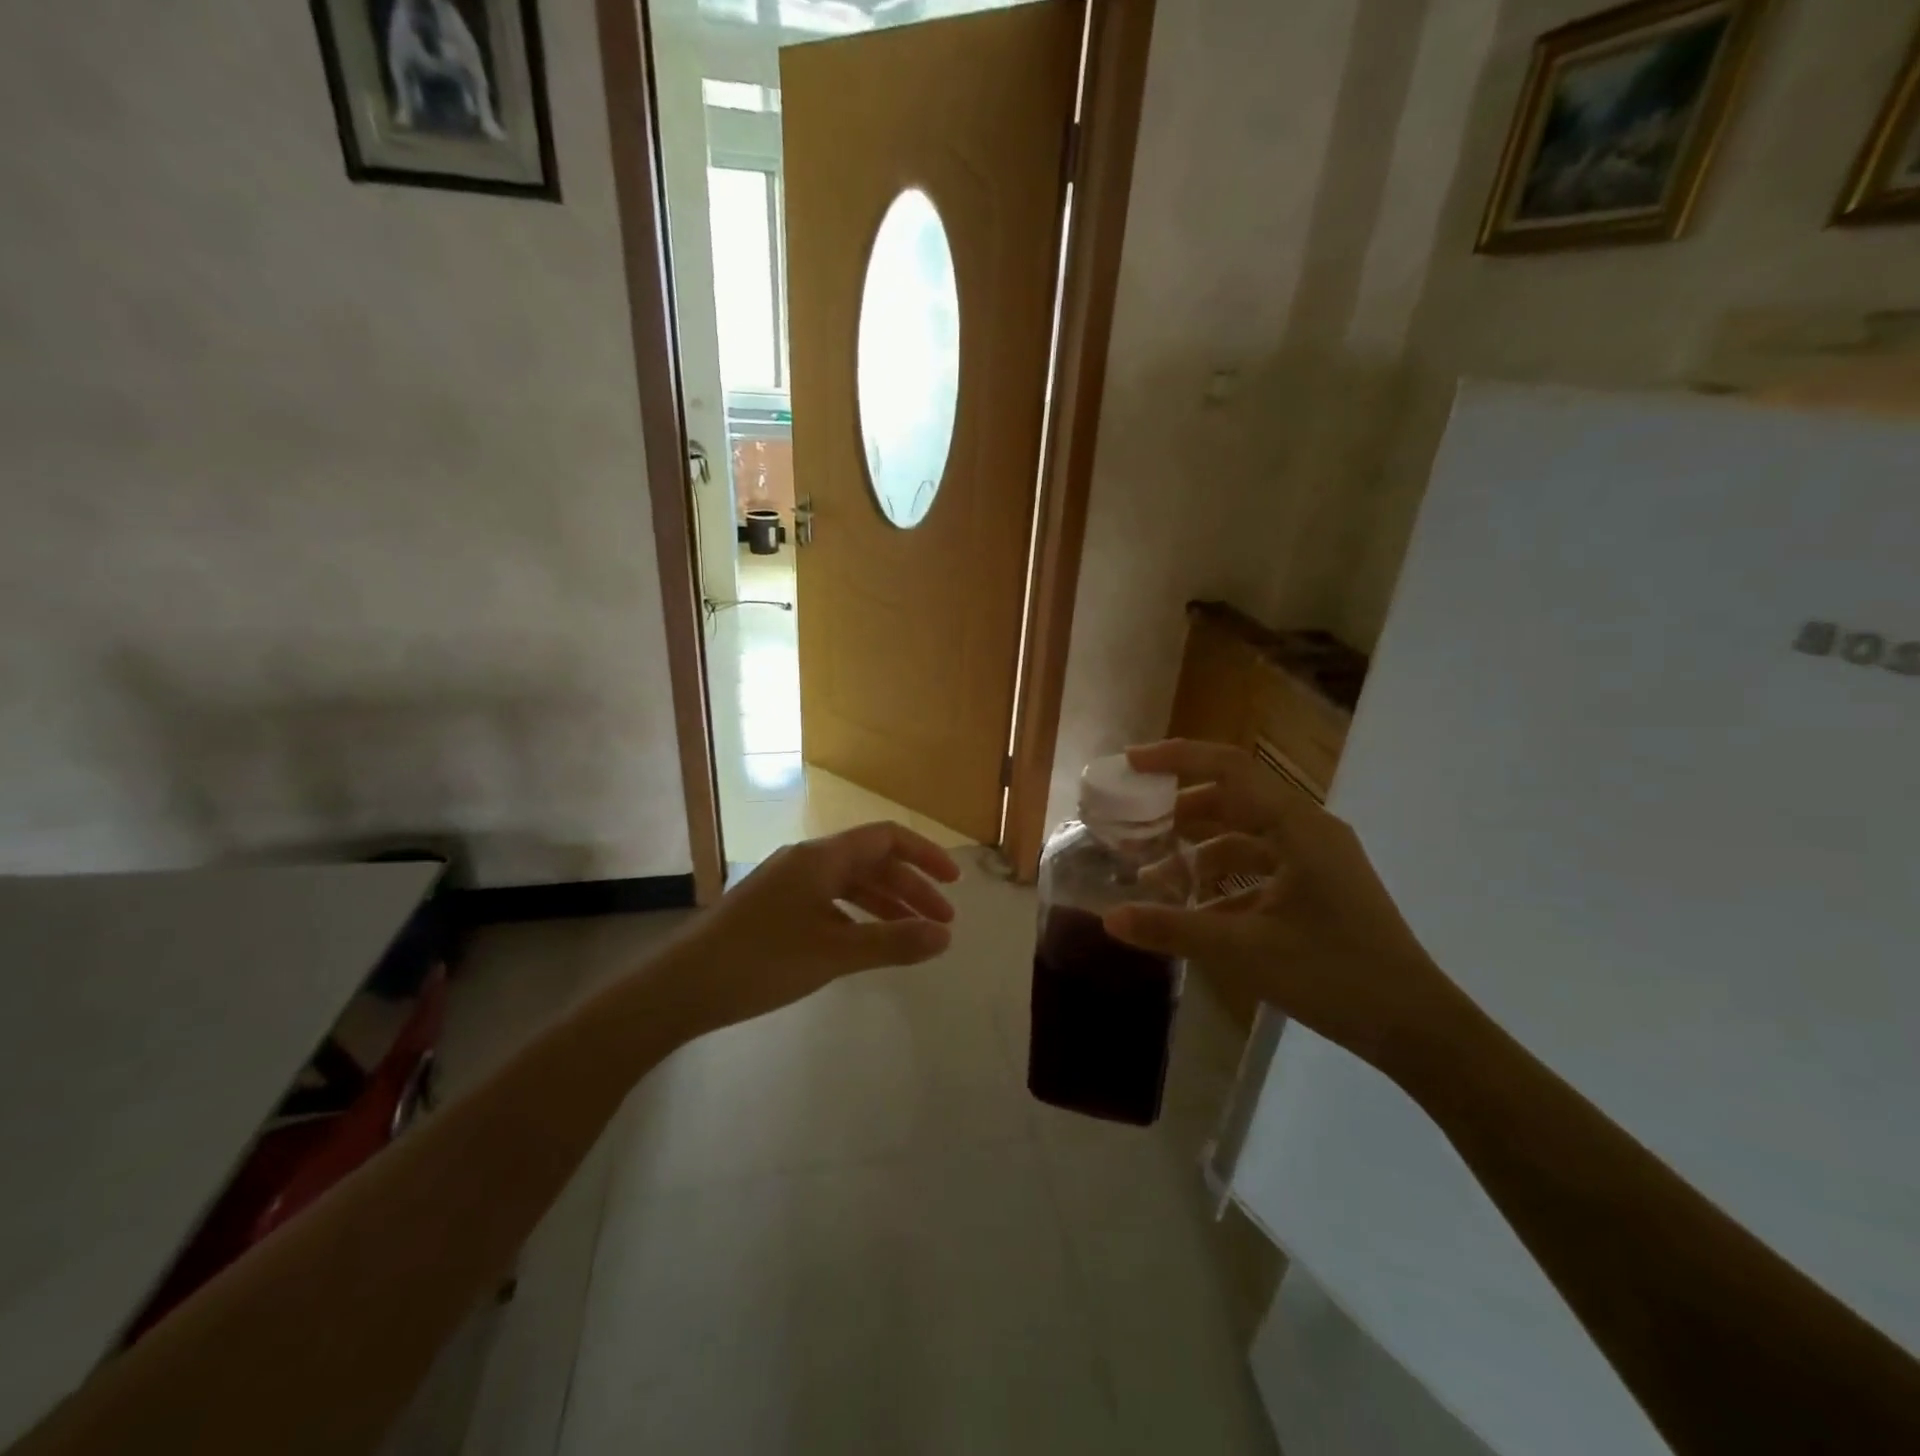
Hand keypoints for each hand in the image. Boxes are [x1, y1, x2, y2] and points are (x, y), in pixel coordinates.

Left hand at [660, 821, 961, 1033]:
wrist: (680, 988)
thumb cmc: (761, 961)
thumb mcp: (834, 952)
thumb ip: (892, 942)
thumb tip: (945, 936)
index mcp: (821, 857)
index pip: (886, 838)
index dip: (925, 855)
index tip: (954, 884)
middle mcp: (806, 861)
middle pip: (871, 861)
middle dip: (910, 888)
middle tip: (941, 924)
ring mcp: (787, 884)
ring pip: (850, 884)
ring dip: (885, 904)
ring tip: (913, 936)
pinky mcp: (774, 908)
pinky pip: (829, 902)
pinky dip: (857, 917)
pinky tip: (866, 943)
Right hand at [1104, 740, 1464, 1068]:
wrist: (1417, 1028)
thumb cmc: (1335, 976)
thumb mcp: (1245, 950)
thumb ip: (1173, 928)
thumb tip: (1109, 918)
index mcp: (1298, 827)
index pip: (1229, 768)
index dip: (1176, 757)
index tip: (1131, 764)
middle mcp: (1309, 831)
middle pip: (1233, 799)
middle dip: (1180, 809)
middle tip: (1134, 822)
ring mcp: (1317, 860)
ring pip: (1245, 836)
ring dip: (1199, 849)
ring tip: (1154, 873)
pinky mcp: (1320, 888)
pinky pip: (1261, 868)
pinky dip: (1225, 881)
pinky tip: (1195, 911)